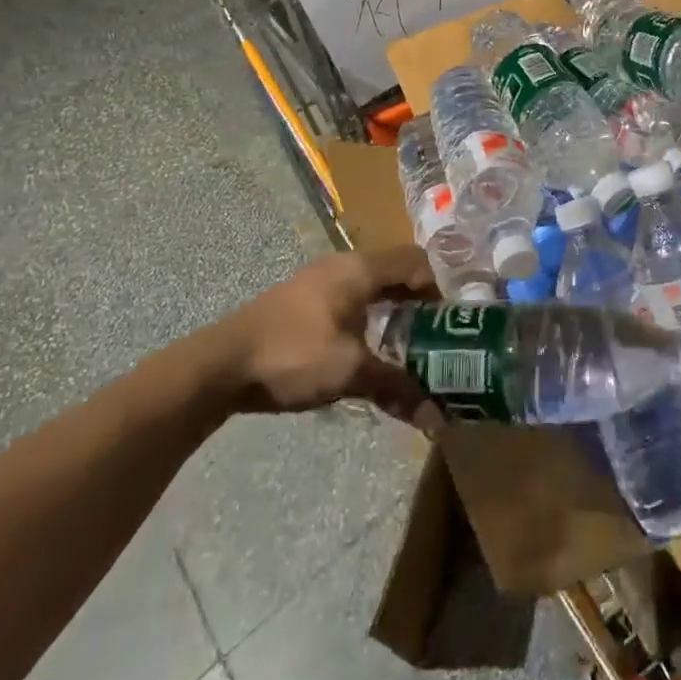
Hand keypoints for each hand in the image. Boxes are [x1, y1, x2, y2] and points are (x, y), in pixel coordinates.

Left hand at [210, 248, 436, 421]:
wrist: (222, 363)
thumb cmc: (294, 354)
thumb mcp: (349, 372)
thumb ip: (395, 387)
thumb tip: (436, 417)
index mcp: (360, 268)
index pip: (416, 261)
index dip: (441, 286)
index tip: (458, 318)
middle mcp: (344, 265)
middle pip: (396, 271)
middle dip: (422, 299)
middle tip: (442, 332)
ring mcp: (321, 280)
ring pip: (373, 285)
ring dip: (395, 308)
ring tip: (414, 342)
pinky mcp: (306, 300)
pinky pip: (353, 297)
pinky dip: (372, 315)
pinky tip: (373, 346)